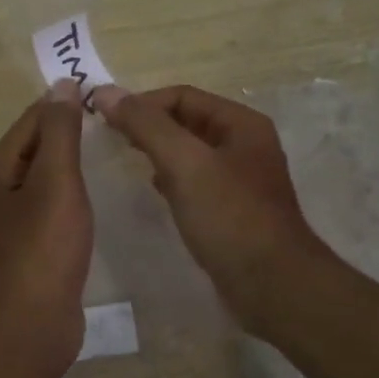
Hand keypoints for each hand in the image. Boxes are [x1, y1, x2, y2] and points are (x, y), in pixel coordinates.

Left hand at [0, 80, 93, 377]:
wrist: (29, 327)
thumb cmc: (42, 249)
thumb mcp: (55, 181)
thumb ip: (60, 132)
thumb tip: (62, 85)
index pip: (31, 121)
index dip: (64, 105)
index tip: (105, 98)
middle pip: (34, 148)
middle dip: (69, 133)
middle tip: (114, 125)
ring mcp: (11, 224)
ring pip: (44, 179)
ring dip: (71, 164)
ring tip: (109, 154)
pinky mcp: (29, 249)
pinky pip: (51, 208)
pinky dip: (71, 195)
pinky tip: (93, 198)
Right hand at [96, 84, 329, 333]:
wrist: (272, 285)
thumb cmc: (229, 217)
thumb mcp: (185, 163)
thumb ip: (146, 125)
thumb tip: (106, 92)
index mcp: (241, 124)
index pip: (182, 96)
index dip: (143, 102)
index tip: (106, 119)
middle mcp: (244, 145)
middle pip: (187, 121)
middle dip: (149, 126)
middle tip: (111, 139)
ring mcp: (241, 179)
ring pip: (190, 153)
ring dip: (159, 152)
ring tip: (128, 160)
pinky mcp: (233, 210)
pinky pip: (196, 182)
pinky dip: (172, 179)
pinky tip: (156, 190)